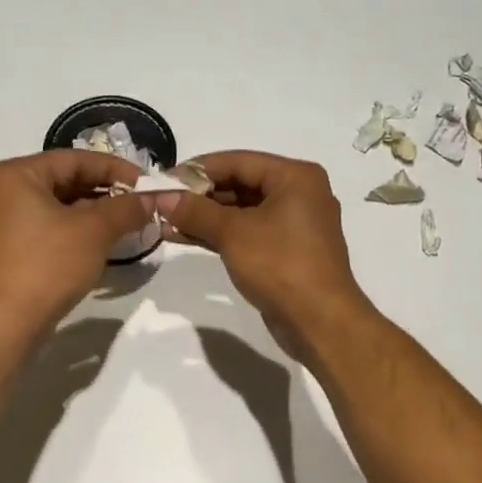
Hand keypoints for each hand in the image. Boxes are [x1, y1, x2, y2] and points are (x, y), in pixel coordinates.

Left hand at [0, 150, 152, 331]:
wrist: (5, 322)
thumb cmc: (47, 265)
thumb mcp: (94, 232)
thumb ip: (125, 209)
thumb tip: (150, 199)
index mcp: (14, 175)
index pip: (73, 160)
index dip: (115, 169)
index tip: (145, 183)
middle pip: (61, 182)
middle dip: (103, 193)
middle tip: (137, 205)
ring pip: (53, 208)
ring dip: (89, 215)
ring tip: (123, 226)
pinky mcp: (1, 252)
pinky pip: (42, 230)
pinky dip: (70, 232)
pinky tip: (96, 245)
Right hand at [156, 151, 372, 353]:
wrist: (319, 321)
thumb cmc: (280, 265)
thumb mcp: (233, 233)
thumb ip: (196, 211)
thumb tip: (163, 197)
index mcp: (295, 177)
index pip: (238, 161)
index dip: (197, 170)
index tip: (164, 180)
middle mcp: (298, 193)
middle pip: (240, 184)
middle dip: (199, 196)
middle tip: (162, 203)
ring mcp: (294, 224)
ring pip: (242, 211)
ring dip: (205, 217)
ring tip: (165, 222)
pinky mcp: (286, 251)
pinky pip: (248, 233)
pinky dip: (220, 234)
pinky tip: (185, 238)